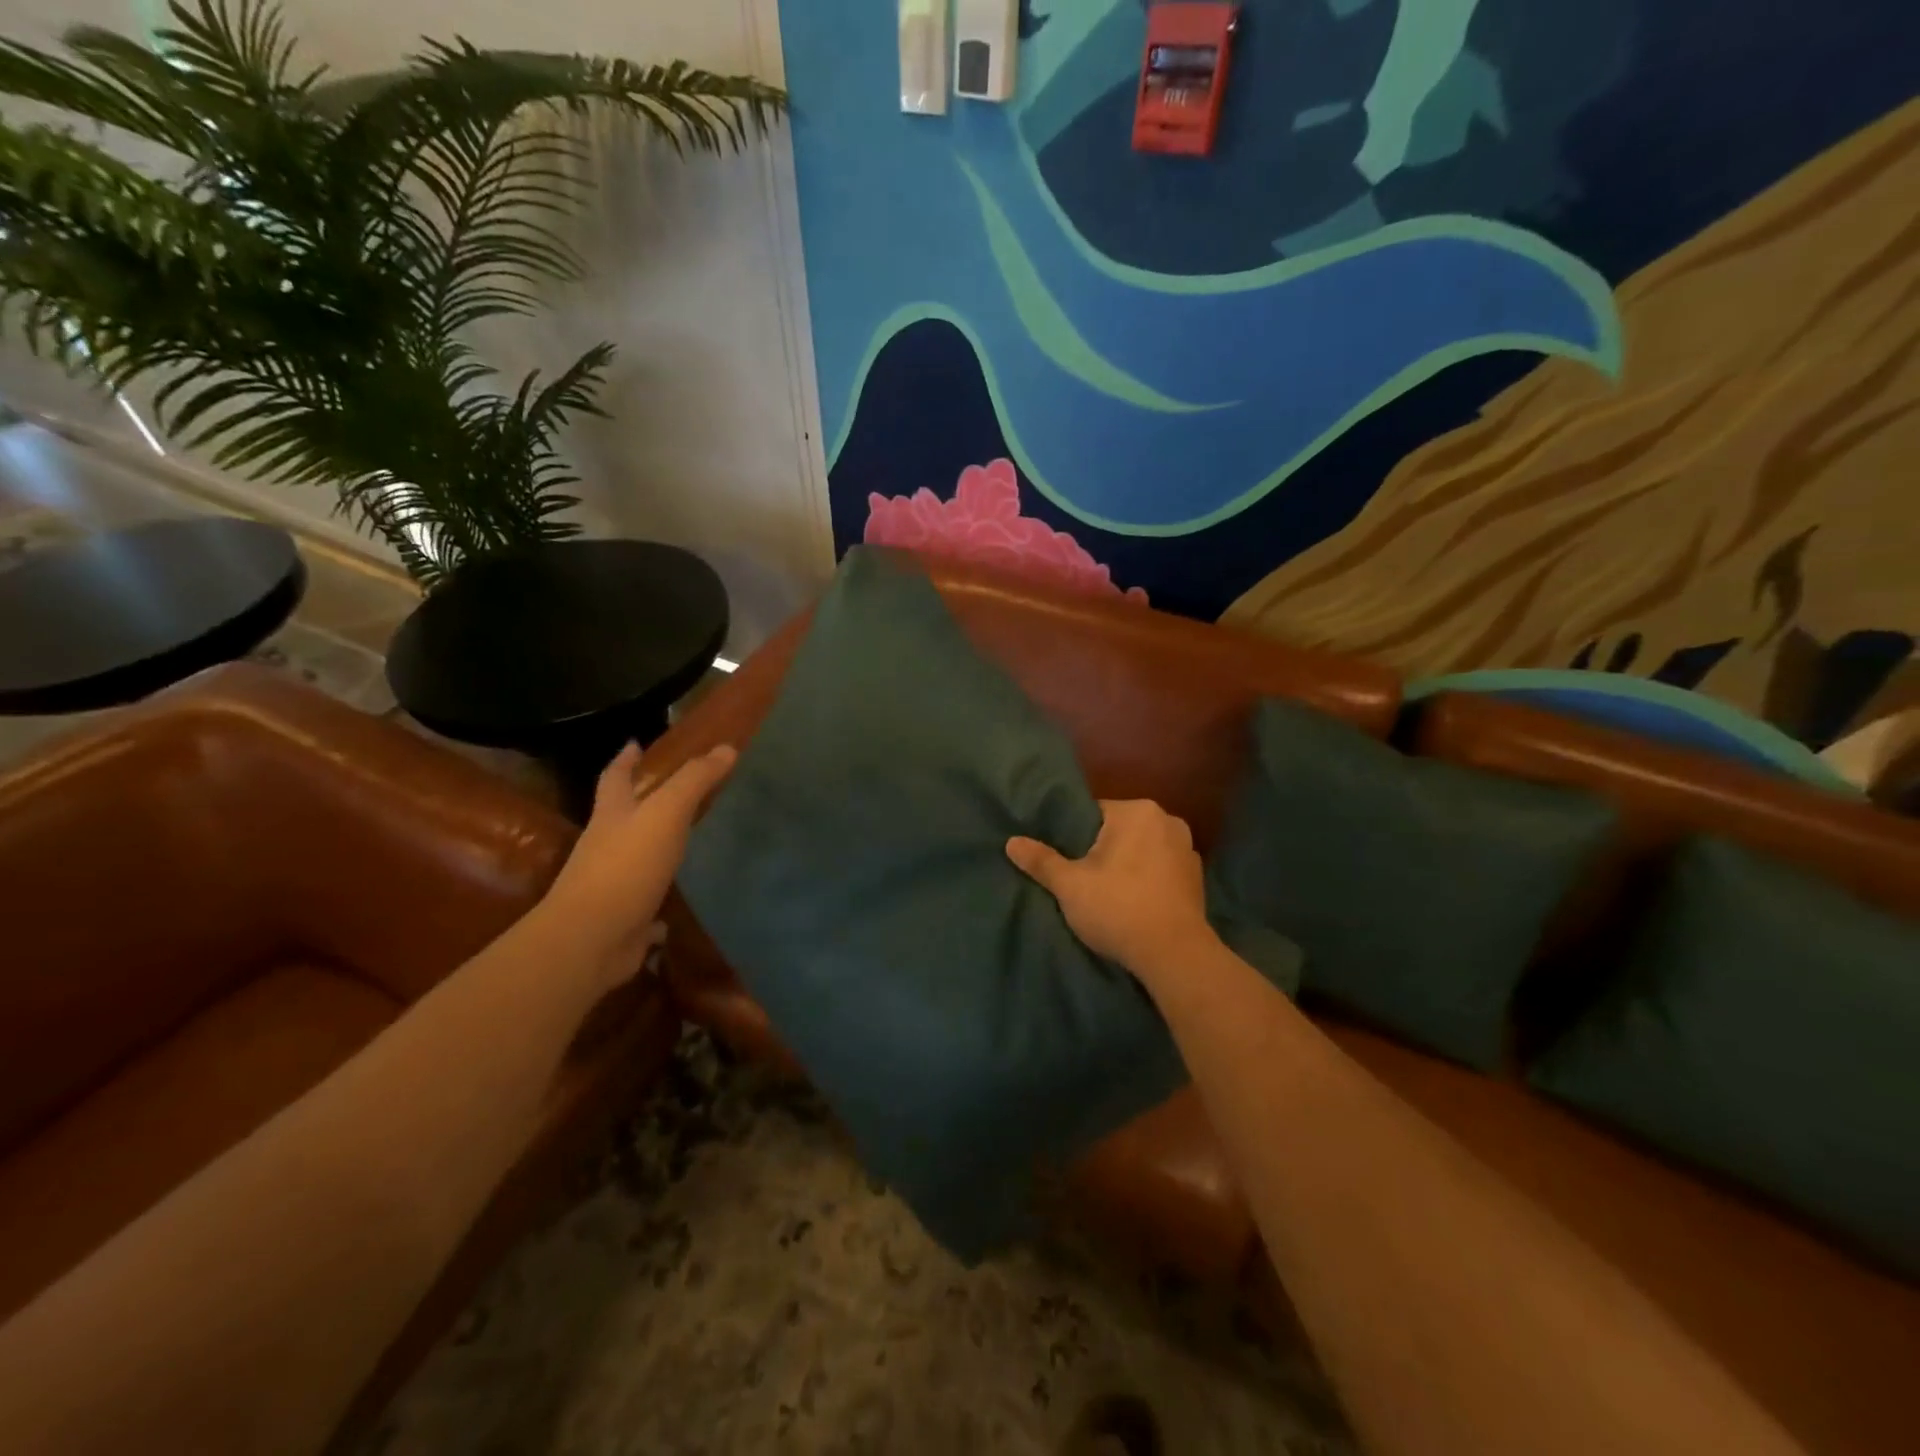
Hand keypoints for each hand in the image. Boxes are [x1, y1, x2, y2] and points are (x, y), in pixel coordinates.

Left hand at [543, 741, 737, 988]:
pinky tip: (674, 911)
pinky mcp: (625, 919)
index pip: (615, 777)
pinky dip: (658, 905)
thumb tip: (726, 748)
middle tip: (671, 793)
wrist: (592, 938)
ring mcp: (613, 885)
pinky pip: (646, 907)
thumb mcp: (666, 813)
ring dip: (652, 850)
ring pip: (634, 859)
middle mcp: (606, 846)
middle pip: (621, 816)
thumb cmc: (626, 865)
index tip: (635, 743)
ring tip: (682, 843)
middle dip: (639, 803)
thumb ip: (694, 781)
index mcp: (612, 816)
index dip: (625, 759)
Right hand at [1006, 799, 1215, 983]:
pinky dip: (1147, 880)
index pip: (1093, 813)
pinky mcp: (1197, 878)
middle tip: (1080, 878)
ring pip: (1142, 850)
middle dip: (1101, 850)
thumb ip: (1041, 861)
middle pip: (1119, 830)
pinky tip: (1134, 903)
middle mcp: (1168, 821)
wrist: (1175, 955)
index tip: (1064, 859)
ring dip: (1126, 864)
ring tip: (1106, 892)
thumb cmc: (1119, 909)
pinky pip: (1161, 870)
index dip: (1074, 836)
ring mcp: (1188, 850)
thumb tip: (1011, 842)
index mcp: (1137, 812)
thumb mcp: (1070, 886)